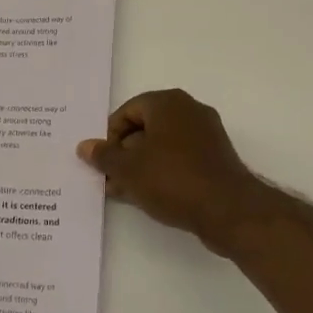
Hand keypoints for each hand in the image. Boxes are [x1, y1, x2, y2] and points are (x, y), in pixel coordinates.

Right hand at [76, 89, 269, 254]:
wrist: (227, 209)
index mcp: (169, 103)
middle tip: (109, 178)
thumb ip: (104, 156)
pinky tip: (148, 196)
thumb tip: (85, 146)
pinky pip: (180, 159)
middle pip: (146, 127)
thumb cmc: (172, 179)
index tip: (103, 162)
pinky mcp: (216, 158)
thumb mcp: (129, 169)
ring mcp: (206, 134)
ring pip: (162, 146)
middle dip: (124, 153)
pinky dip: (162, 172)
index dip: (110, 136)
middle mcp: (189, 111)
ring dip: (141, 166)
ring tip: (123, 192)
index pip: (128, 111)